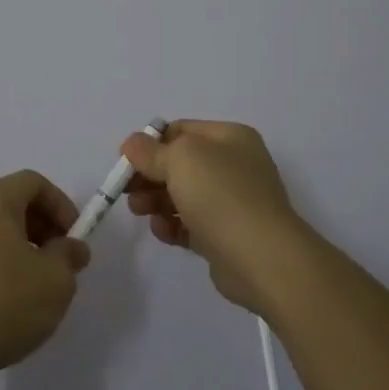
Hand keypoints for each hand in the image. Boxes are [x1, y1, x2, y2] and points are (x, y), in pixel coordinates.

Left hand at [0, 170, 89, 383]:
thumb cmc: (2, 303)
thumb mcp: (55, 280)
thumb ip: (69, 256)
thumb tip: (71, 247)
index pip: (33, 183)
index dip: (61, 205)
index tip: (74, 238)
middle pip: (10, 203)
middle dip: (41, 227)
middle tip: (59, 261)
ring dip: (17, 247)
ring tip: (34, 284)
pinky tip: (4, 301)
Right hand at [122, 120, 312, 311]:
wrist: (262, 258)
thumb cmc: (221, 195)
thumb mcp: (180, 159)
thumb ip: (150, 151)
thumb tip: (132, 143)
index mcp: (230, 138)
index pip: (181, 131)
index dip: (151, 143)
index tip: (126, 161)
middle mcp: (234, 165)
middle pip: (179, 164)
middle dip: (149, 176)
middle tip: (126, 191)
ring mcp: (232, 202)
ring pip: (182, 195)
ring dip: (156, 201)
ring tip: (139, 211)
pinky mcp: (226, 236)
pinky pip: (191, 224)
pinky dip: (173, 225)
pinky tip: (162, 231)